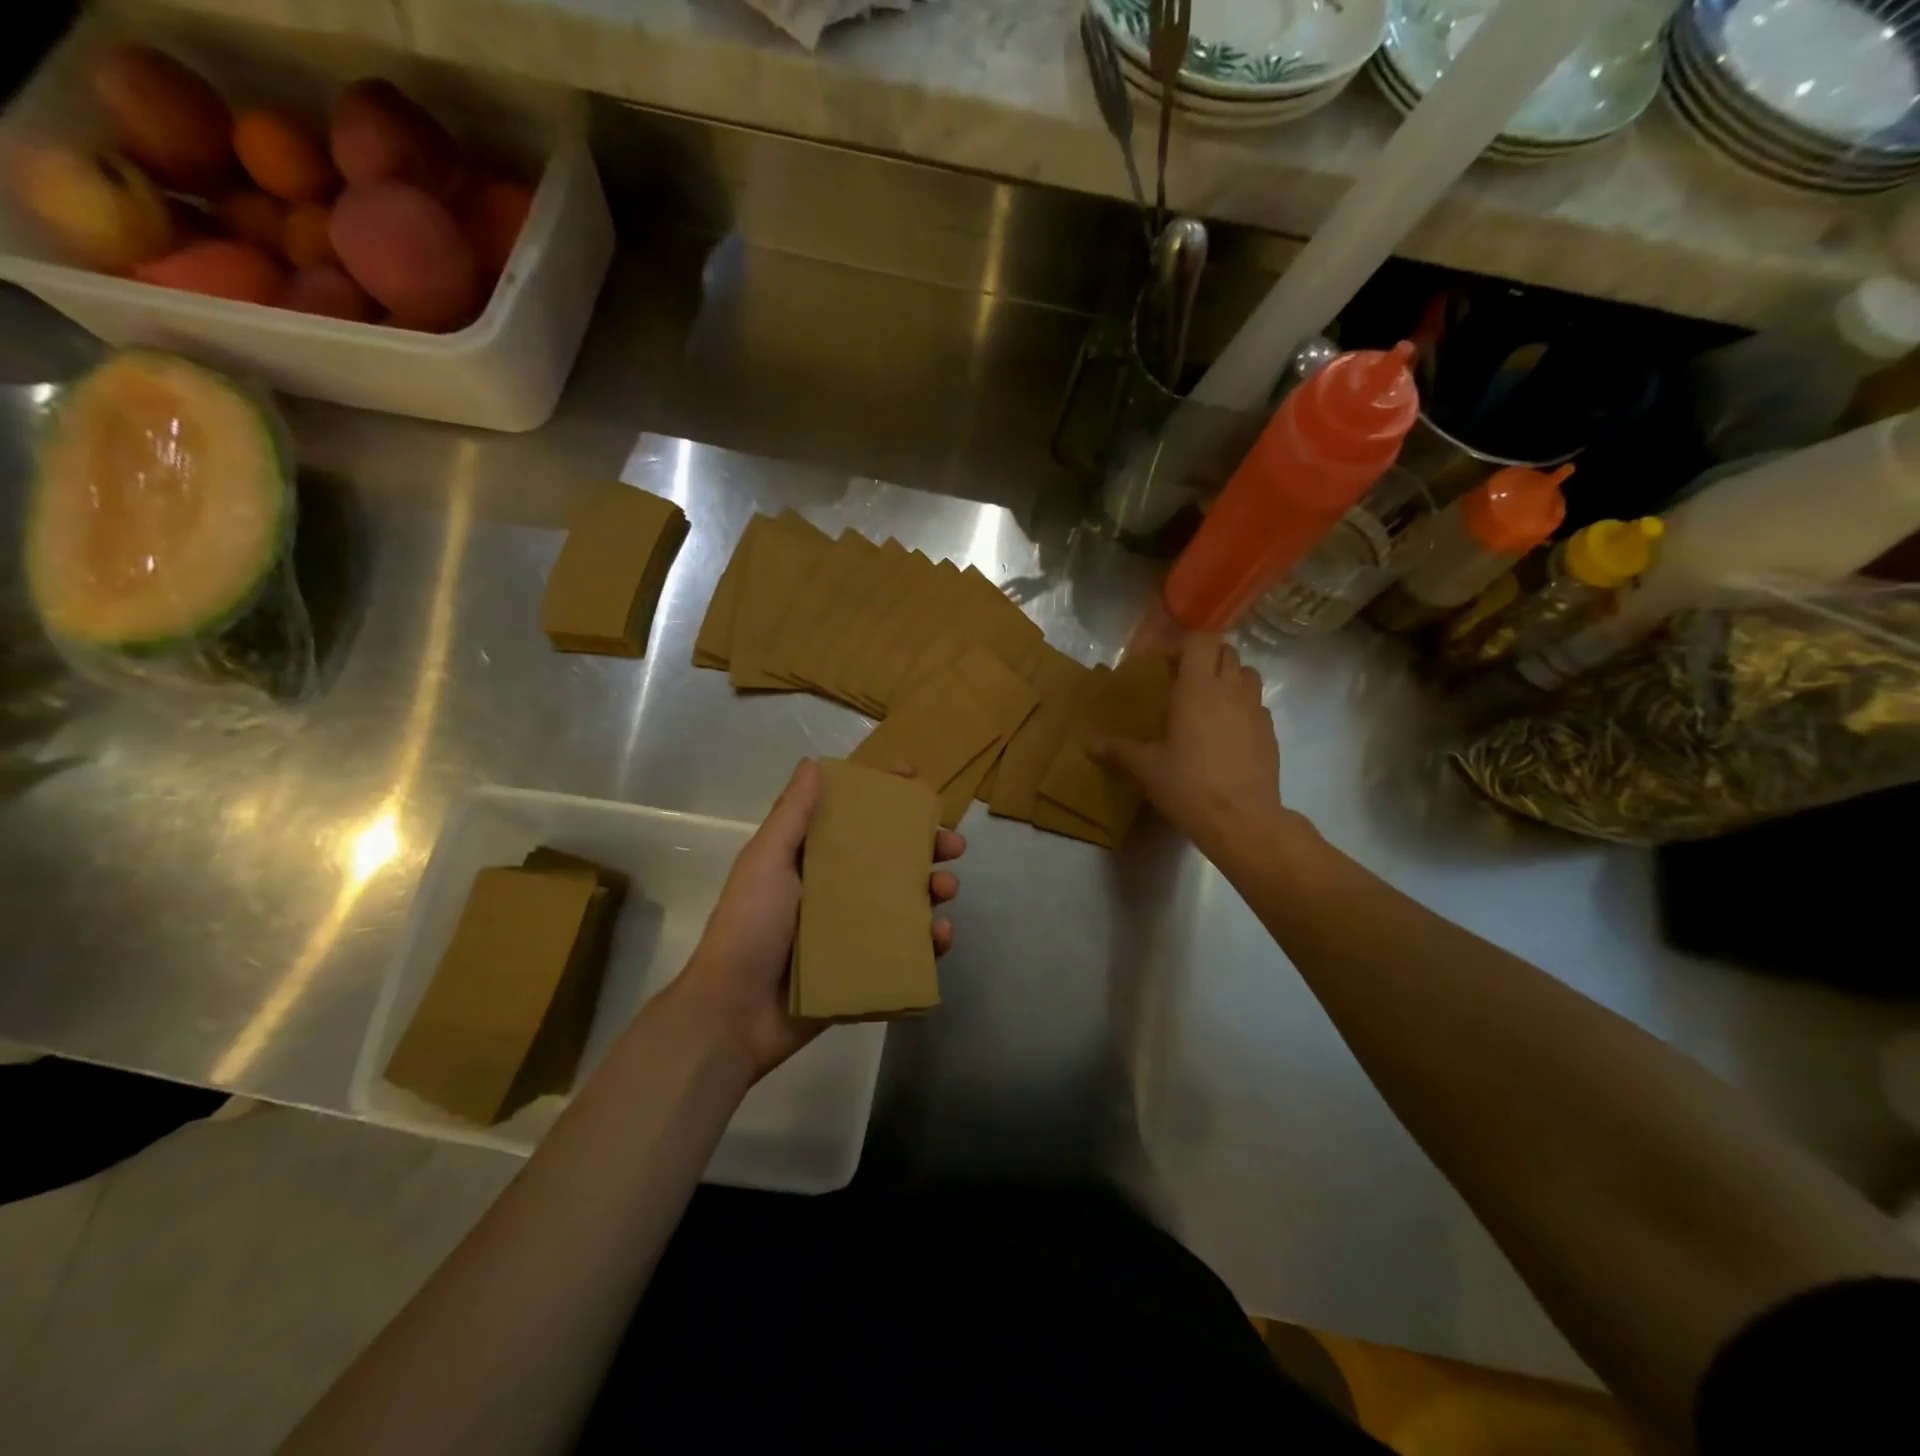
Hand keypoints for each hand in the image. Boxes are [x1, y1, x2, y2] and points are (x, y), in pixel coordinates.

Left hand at [669, 759, 964, 1079]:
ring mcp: (854, 929)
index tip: (914, 778)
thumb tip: (813, 764)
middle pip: (892, 858)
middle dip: (926, 846)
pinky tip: (941, 935)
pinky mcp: (866, 967)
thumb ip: (792, 816)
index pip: (854, 818)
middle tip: (952, 844)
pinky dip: (929, 940)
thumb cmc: (749, 927)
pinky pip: (907, 948)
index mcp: (813, 860)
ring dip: (934, 888)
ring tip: (946, 888)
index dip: (884, 796)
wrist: (734, 1015)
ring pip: (907, 900)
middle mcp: (837, 889)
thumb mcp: (766, 862)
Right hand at [1093, 634, 1283, 856]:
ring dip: (1229, 678)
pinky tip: (1227, 732)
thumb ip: (1119, 750)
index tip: (1166, 666)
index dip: (1184, 646)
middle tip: (1184, 682)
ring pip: (1248, 674)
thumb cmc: (1188, 785)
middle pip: (1226, 652)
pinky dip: (1242, 706)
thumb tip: (1090, 744)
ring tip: (1209, 701)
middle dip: (1206, 659)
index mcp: (1198, 688)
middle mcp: (1230, 690)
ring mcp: (1255, 710)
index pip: (1201, 641)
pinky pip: (1257, 704)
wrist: (1241, 820)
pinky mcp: (1270, 732)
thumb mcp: (1146, 768)